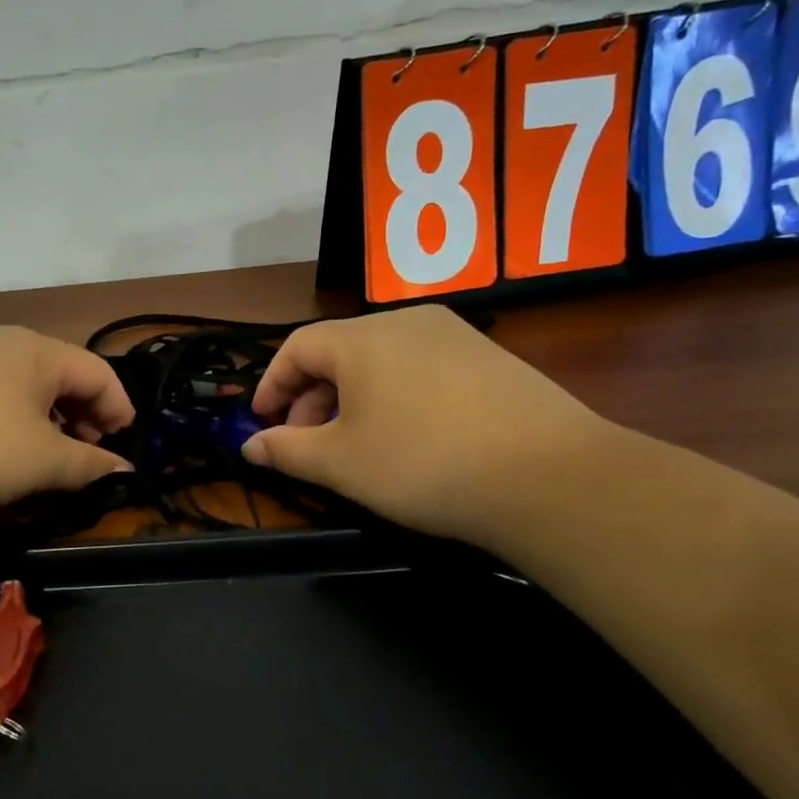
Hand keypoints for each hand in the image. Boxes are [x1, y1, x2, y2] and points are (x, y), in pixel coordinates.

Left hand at [0, 326, 135, 515]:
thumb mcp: (40, 462)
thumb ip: (89, 465)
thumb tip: (123, 471)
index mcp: (36, 350)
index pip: (98, 372)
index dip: (120, 410)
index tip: (122, 448)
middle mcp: (1, 341)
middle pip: (61, 375)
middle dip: (82, 417)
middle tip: (84, 458)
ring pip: (23, 387)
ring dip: (45, 422)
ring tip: (42, 460)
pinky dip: (9, 421)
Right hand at [242, 306, 610, 543]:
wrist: (548, 476)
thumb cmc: (422, 463)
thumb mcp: (340, 463)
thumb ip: (286, 450)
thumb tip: (250, 446)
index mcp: (362, 338)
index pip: (297, 347)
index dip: (271, 385)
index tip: (262, 423)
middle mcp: (406, 321)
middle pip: (338, 352)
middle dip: (310, 398)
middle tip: (307, 444)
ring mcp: (453, 335)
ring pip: (379, 361)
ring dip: (350, 399)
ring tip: (354, 445)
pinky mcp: (488, 357)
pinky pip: (418, 368)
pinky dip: (393, 396)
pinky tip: (406, 437)